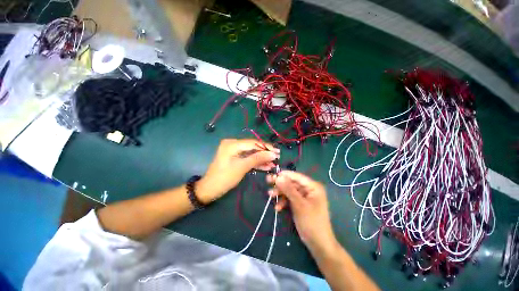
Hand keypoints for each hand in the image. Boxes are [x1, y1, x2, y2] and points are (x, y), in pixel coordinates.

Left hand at [198, 139, 279, 203]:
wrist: (210, 189)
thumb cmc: (224, 178)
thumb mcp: (242, 167)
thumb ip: (258, 158)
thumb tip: (273, 153)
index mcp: (232, 144)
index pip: (253, 143)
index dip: (266, 147)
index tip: (277, 152)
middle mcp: (233, 144)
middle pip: (253, 147)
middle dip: (265, 153)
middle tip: (277, 158)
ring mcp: (234, 151)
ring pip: (251, 153)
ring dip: (262, 159)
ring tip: (273, 163)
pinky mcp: (235, 158)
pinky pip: (247, 158)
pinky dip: (255, 162)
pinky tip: (266, 166)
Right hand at [267, 171, 336, 251]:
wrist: (318, 244)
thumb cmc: (311, 222)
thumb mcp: (299, 204)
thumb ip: (288, 189)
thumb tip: (278, 177)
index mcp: (313, 187)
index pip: (297, 176)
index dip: (285, 175)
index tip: (273, 174)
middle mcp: (309, 190)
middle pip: (292, 183)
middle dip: (281, 185)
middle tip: (268, 182)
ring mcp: (305, 197)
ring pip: (290, 191)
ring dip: (280, 194)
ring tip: (270, 196)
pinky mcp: (301, 204)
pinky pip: (291, 199)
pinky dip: (284, 202)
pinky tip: (278, 208)